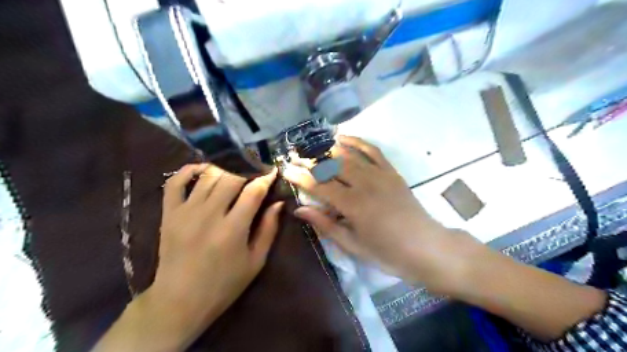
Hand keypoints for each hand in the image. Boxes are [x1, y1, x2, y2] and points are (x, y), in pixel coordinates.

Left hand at [149, 165, 281, 348]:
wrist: (179, 301)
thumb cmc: (223, 284)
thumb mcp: (255, 262)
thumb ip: (269, 230)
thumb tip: (278, 204)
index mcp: (233, 229)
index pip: (253, 191)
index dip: (266, 178)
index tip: (273, 172)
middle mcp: (209, 215)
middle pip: (231, 178)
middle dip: (247, 170)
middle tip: (255, 170)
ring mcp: (185, 212)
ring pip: (208, 176)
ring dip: (225, 168)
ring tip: (235, 170)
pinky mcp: (168, 213)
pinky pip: (175, 182)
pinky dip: (189, 170)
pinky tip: (203, 169)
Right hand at [285, 136, 483, 294]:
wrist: (427, 247)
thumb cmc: (388, 253)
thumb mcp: (353, 245)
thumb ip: (325, 225)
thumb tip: (300, 210)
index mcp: (354, 205)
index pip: (319, 185)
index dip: (300, 177)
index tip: (285, 170)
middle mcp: (365, 184)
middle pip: (332, 165)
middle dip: (310, 159)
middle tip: (295, 156)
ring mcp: (380, 175)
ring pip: (350, 154)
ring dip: (329, 147)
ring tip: (313, 146)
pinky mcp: (392, 172)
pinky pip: (373, 151)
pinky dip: (358, 141)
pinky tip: (344, 137)